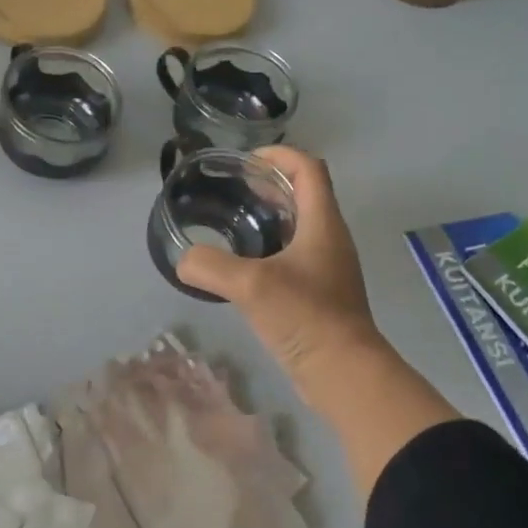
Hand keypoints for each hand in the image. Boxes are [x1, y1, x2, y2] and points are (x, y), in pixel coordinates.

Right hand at [177, 147, 383, 399]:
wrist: (343, 372)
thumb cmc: (305, 317)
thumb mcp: (251, 286)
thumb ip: (210, 266)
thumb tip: (184, 260)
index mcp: (322, 223)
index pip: (308, 168)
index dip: (278, 155)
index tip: (244, 162)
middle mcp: (329, 239)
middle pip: (304, 194)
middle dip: (269, 184)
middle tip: (231, 190)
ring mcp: (326, 268)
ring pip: (298, 227)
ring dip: (269, 217)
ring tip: (231, 222)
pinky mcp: (319, 293)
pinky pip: (294, 256)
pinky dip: (269, 249)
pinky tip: (243, 266)